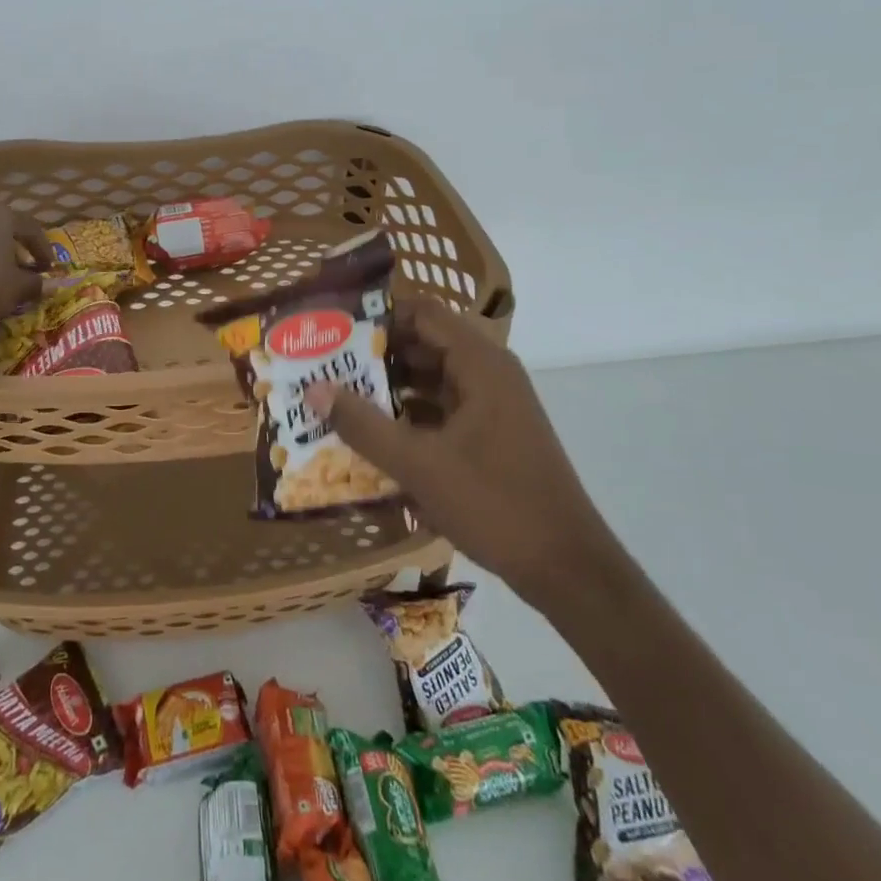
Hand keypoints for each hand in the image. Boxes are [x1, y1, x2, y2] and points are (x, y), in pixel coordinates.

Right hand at [305, 298, 610, 607]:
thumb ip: (364, 424)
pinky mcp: (492, 434)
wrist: (567, 567)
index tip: (334, 329)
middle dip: (376, 354)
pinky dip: (410, 413)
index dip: (377, 317)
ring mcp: (493, 405)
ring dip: (390, 386)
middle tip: (325, 366)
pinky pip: (443, 408)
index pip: (422, 313)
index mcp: (480, 364)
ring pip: (432, 378)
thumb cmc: (495, 503)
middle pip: (425, 344)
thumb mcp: (419, 464)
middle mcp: (489, 373)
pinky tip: (374, 433)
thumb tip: (314, 389)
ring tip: (339, 397)